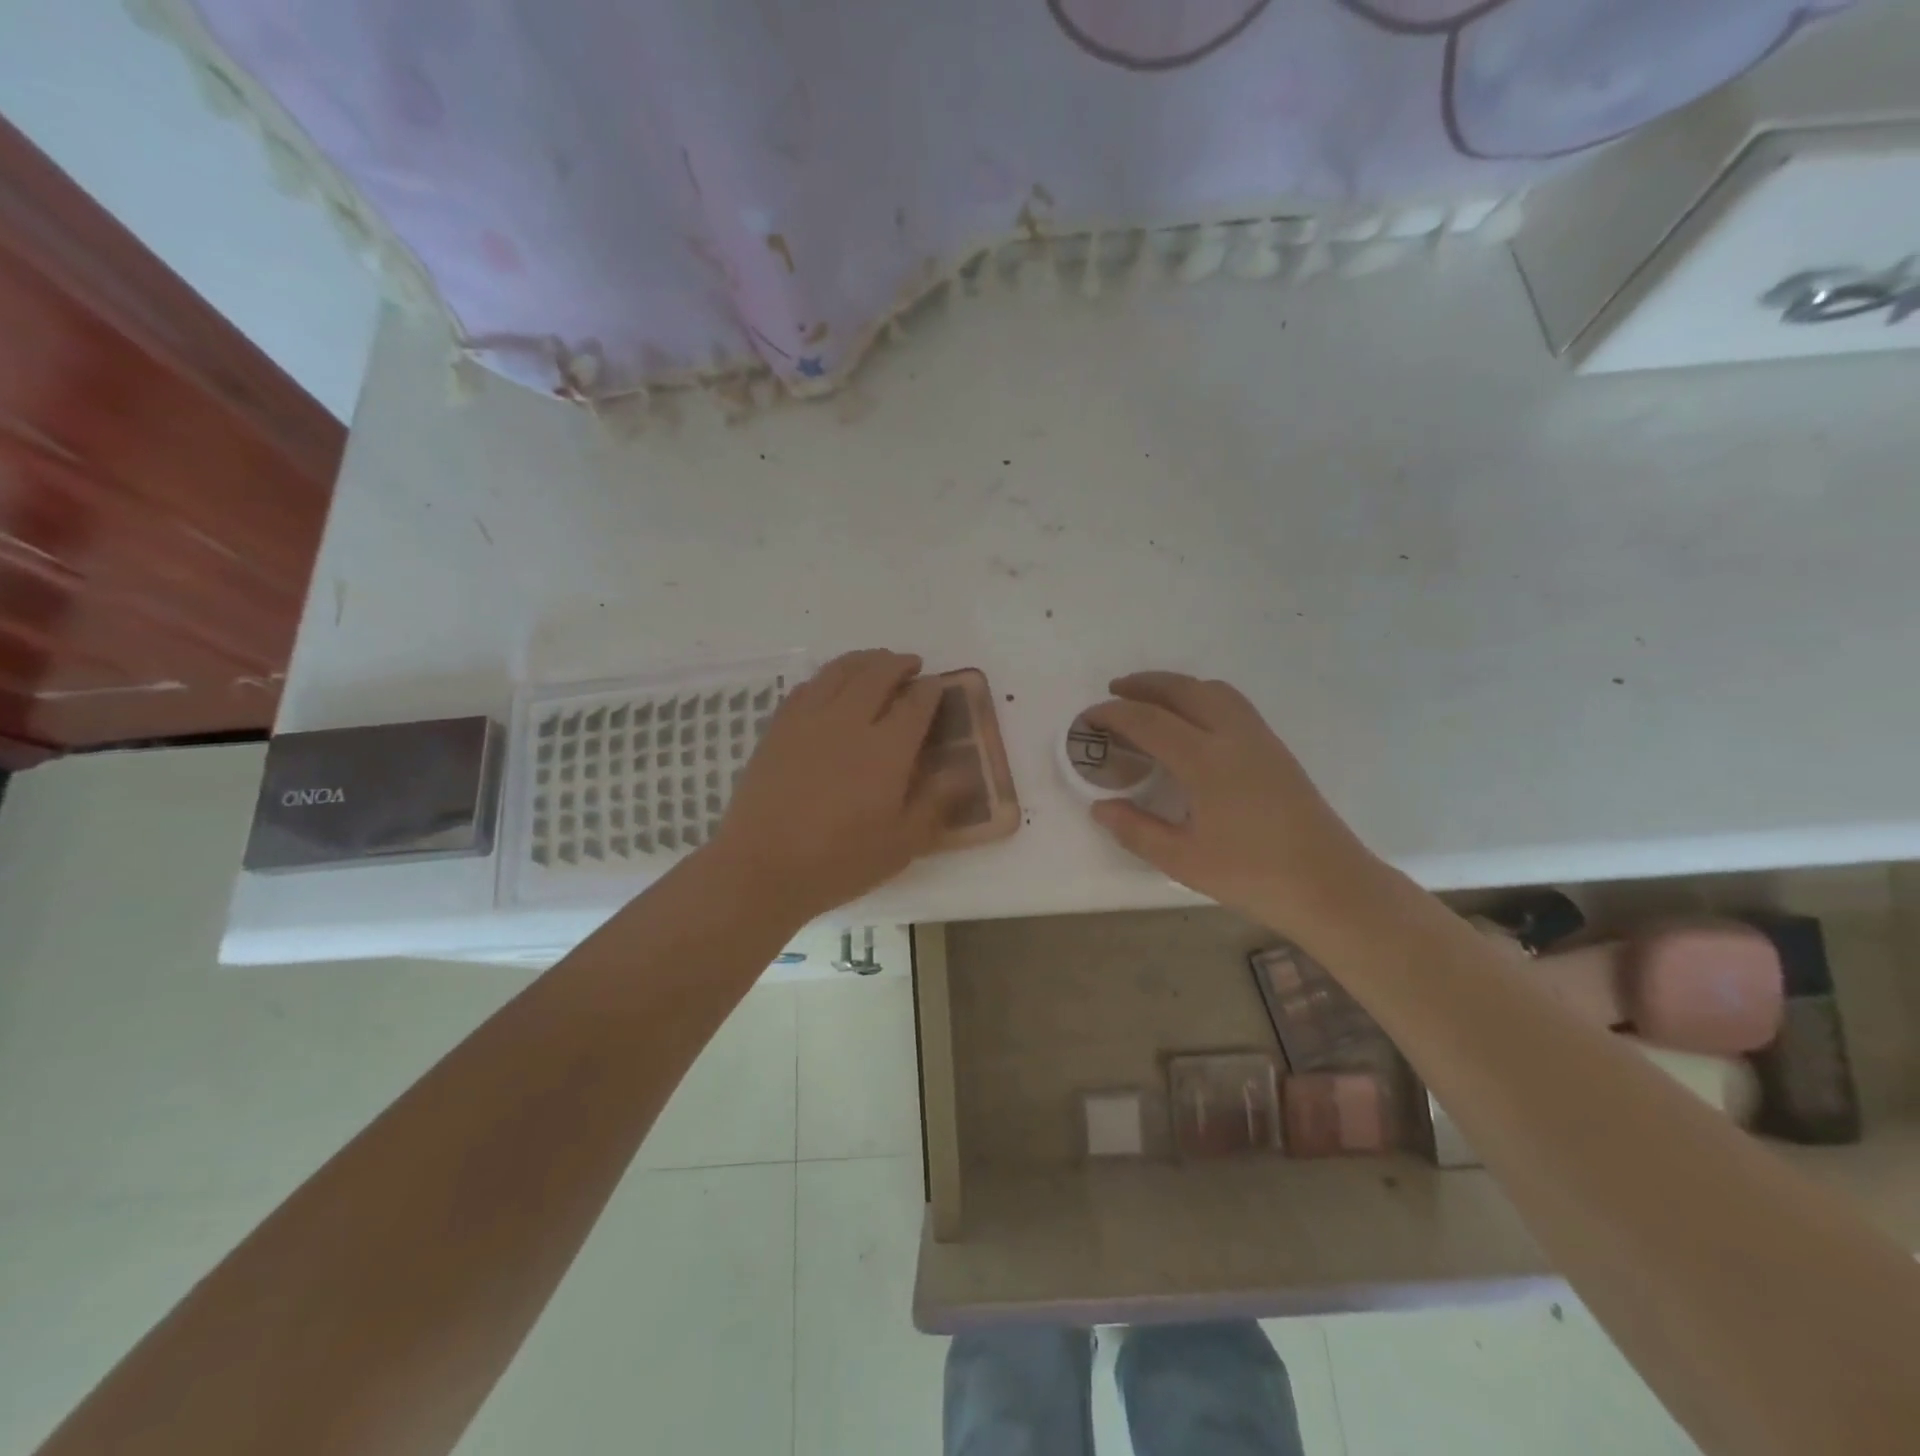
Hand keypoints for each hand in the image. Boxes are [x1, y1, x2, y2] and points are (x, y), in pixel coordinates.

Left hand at [706, 649, 954, 924]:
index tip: (937, 686)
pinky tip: (831, 685)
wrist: (762, 868)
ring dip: (864, 660)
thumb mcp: (902, 844)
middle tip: (910, 665)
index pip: (916, 703)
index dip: (931, 690)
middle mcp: (849, 722)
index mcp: (886, 750)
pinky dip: (827, 677)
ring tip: (876, 662)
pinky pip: (807, 686)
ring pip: (840, 671)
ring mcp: (808, 720)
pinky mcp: (778, 728)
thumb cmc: (840, 862)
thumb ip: (935, 802)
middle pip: (878, 674)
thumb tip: (964, 771)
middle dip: (899, 664)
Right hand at [1086, 672, 1385, 932]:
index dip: (1114, 714)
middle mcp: (1233, 736)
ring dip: (1176, 685)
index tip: (1088, 718)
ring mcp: (1260, 739)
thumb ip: (1136, 830)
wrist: (1330, 884)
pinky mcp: (1276, 749)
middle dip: (1145, 684)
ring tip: (1151, 699)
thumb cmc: (1252, 875)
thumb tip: (1100, 807)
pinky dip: (1202, 696)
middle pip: (1183, 690)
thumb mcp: (1183, 860)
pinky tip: (1193, 722)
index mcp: (1206, 761)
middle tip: (1114, 691)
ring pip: (1213, 690)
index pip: (1149, 721)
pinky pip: (1232, 703)